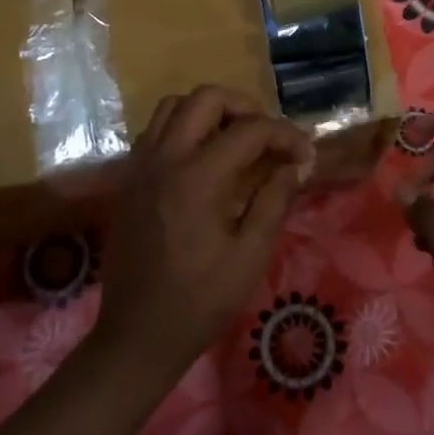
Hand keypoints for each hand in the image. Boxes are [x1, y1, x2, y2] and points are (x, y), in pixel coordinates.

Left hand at [93, 86, 312, 387]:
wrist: (137, 336)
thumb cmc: (200, 301)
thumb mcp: (250, 255)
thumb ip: (275, 200)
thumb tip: (296, 164)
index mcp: (197, 178)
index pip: (249, 130)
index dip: (284, 135)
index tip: (305, 155)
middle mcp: (164, 159)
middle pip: (205, 98)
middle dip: (245, 107)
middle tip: (267, 137)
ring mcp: (140, 166)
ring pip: (174, 106)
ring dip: (210, 112)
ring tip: (235, 140)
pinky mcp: (128, 179)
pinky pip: (156, 130)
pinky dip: (183, 128)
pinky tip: (203, 159)